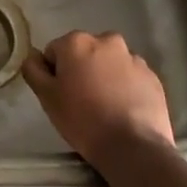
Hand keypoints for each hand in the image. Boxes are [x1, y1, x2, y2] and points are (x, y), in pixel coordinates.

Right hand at [23, 30, 175, 169]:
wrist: (134, 147)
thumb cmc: (83, 120)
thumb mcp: (47, 98)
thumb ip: (34, 70)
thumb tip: (33, 56)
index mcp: (77, 42)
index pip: (55, 52)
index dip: (55, 74)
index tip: (61, 96)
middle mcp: (106, 40)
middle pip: (84, 53)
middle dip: (81, 70)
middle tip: (81, 101)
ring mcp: (133, 57)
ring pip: (109, 63)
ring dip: (104, 76)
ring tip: (105, 107)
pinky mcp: (152, 76)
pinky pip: (130, 77)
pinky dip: (125, 87)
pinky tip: (123, 110)